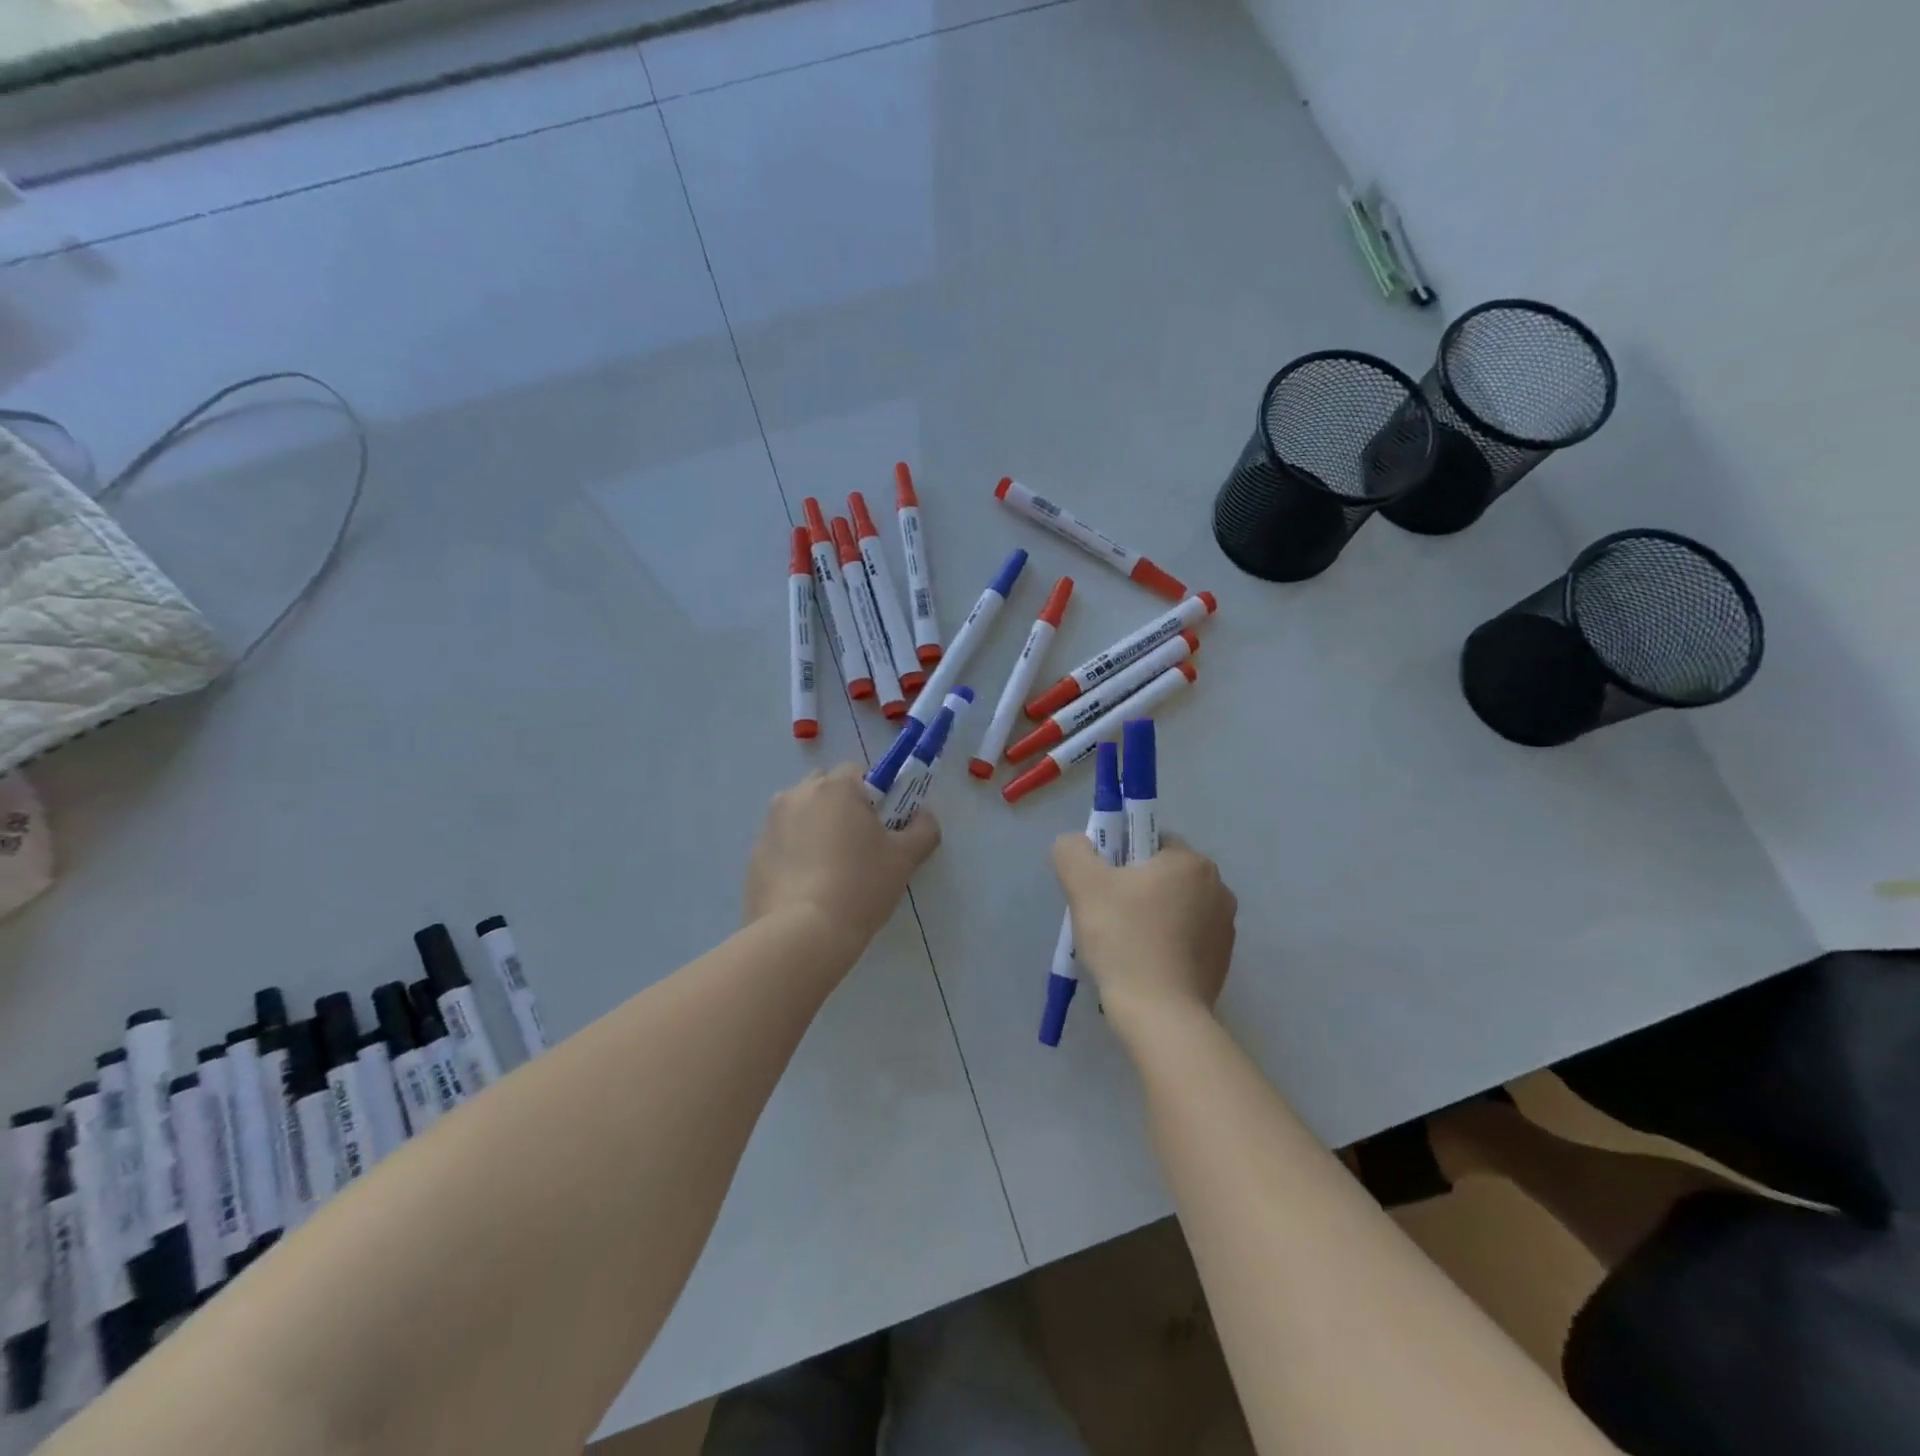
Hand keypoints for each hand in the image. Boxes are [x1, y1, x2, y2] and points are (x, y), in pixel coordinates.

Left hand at [745, 765, 940, 952]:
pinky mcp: (754, 855)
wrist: (801, 934)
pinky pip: (782, 843)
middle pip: (824, 788)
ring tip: (830, 869)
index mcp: (835, 788)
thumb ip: (923, 830)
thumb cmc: (860, 886)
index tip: (882, 825)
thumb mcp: (904, 859)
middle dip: (840, 806)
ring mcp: (770, 825)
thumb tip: (924, 817)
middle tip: (858, 844)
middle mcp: (797, 795)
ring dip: (815, 828)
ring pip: (800, 814)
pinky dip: (794, 854)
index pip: (858, 772)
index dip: (874, 795)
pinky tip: (808, 887)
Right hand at [1052, 832, 1236, 1037]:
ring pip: (1173, 907)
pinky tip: (1141, 965)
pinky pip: (1184, 938)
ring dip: (1148, 916)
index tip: (1100, 885)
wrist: (1160, 1015)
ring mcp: (1225, 927)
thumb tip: (1077, 843)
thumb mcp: (1084, 885)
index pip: (1149, 840)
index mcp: (1191, 862)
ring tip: (1121, 945)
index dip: (1118, 857)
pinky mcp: (1222, 961)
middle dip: (1132, 888)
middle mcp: (1218, 888)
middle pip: (1161, 874)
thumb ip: (1073, 851)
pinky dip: (1163, 944)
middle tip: (1104, 916)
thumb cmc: (1124, 940)